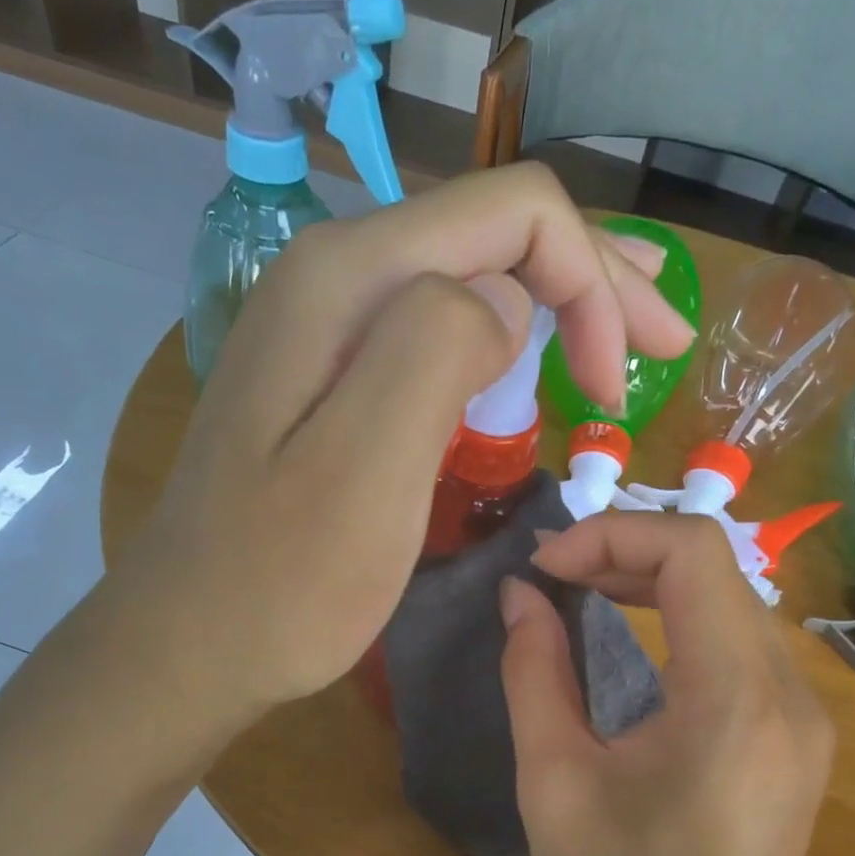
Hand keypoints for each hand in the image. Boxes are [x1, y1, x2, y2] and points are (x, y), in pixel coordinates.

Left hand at [97, 164, 692, 731]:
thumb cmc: (283, 580)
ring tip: (612, 356)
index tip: (615, 393)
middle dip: (594, 283)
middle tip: (664, 345)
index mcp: (351, 280)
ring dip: (556, 308)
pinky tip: (531, 374)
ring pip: (471, 279)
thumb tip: (505, 301)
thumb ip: (437, 350)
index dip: (592, 285)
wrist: (191, 641)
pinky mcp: (330, 378)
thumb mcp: (366, 470)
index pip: (514, 215)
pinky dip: (505, 346)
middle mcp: (335, 275)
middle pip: (495, 235)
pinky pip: (437, 330)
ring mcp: (326, 327)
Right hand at [499, 513, 833, 855]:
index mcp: (735, 699)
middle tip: (551, 580)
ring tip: (579, 596)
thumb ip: (534, 673)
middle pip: (715, 565)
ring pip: (729, 596)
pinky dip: (677, 618)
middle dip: (625, 552)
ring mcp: (802, 711)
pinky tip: (628, 641)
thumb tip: (519, 596)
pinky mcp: (795, 730)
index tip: (544, 571)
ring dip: (650, 580)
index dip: (610, 535)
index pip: (694, 551)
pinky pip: (738, 639)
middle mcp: (788, 691)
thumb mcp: (555, 785)